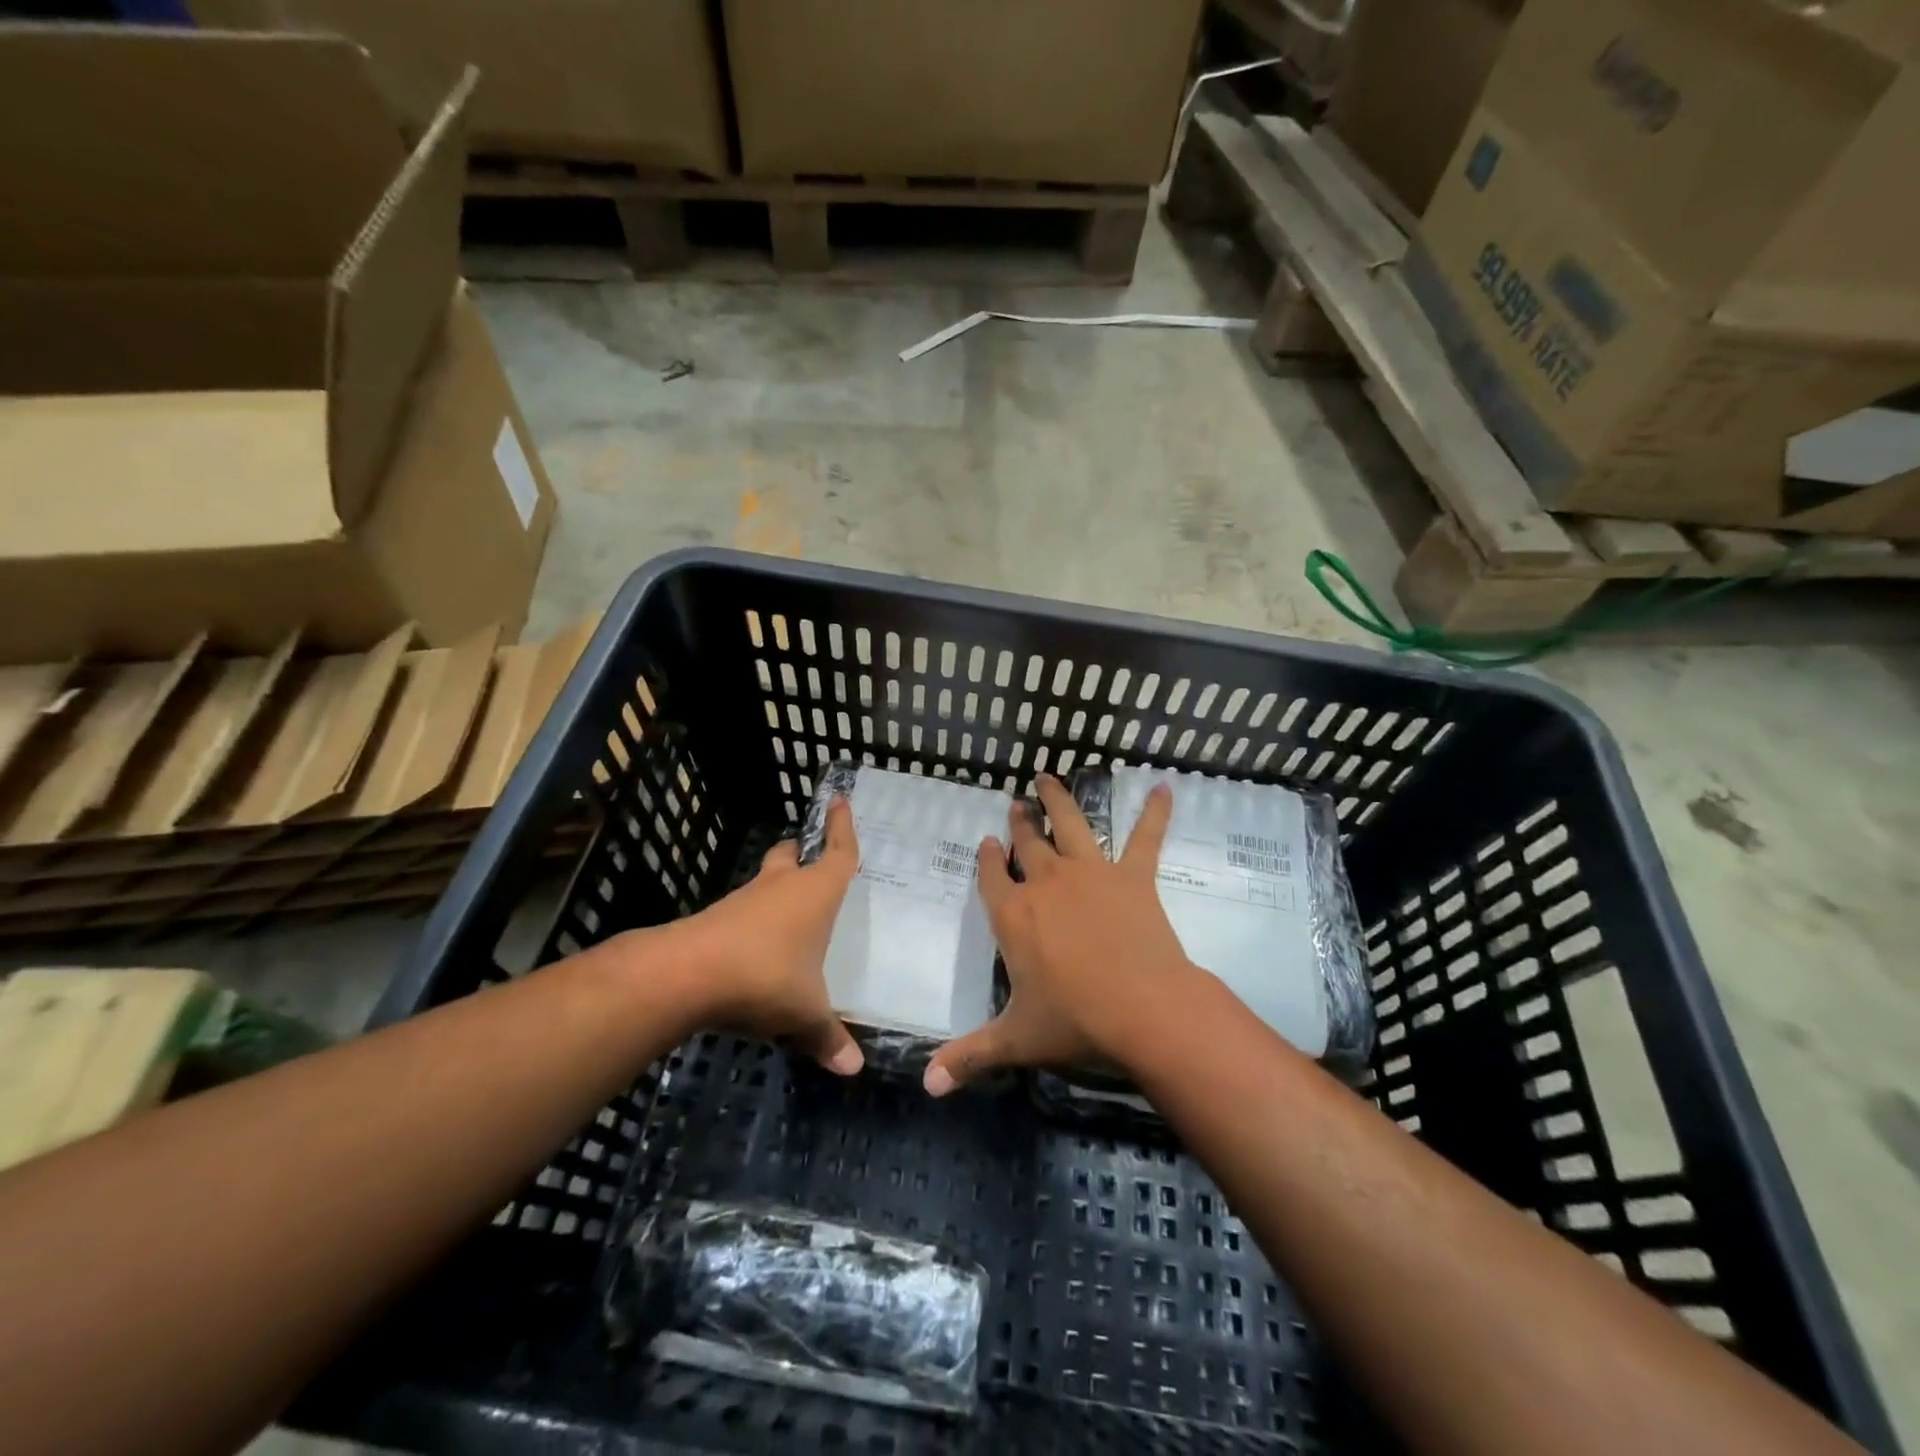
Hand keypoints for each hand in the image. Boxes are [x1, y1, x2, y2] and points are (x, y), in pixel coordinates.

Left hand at [675, 797, 864, 1074]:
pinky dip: (755, 920)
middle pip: (791, 856)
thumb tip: (853, 1069)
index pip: (838, 851)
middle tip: (810, 858)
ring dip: (776, 889)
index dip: (843, 826)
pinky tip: (759, 948)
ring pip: (765, 882)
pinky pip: (744, 911)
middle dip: (801, 853)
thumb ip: (828, 1037)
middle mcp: (781, 887)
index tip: (840, 799)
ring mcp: (744, 901)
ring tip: (790, 912)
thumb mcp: (804, 1012)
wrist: (686, 974)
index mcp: (815, 893)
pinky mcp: (716, 920)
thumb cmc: (764, 975)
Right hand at [924, 773, 1205, 1095]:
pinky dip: (1154, 814)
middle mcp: (1047, 884)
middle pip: (1027, 844)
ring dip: (1059, 800)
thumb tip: (926, 1084)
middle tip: (1016, 805)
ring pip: (1071, 825)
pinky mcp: (1134, 877)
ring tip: (1049, 777)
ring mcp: (1091, 874)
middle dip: (1019, 823)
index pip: (991, 877)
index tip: (986, 842)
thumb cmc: (1076, 1023)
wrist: (1145, 1011)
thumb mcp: (1016, 1041)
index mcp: (1014, 916)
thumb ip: (970, 1055)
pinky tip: (1165, 789)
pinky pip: (1145, 838)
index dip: (986, 859)